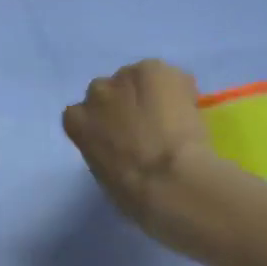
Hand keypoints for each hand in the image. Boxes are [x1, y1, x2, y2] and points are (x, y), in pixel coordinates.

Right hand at [62, 60, 219, 243]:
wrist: (172, 183)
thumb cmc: (136, 196)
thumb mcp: (105, 176)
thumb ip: (106, 151)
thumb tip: (123, 148)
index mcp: (77, 122)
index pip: (84, 115)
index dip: (106, 125)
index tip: (122, 140)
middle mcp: (96, 92)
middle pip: (109, 92)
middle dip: (124, 106)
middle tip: (149, 129)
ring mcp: (125, 77)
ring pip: (138, 80)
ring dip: (150, 95)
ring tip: (173, 119)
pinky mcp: (155, 69)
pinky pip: (168, 77)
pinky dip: (179, 90)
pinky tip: (190, 111)